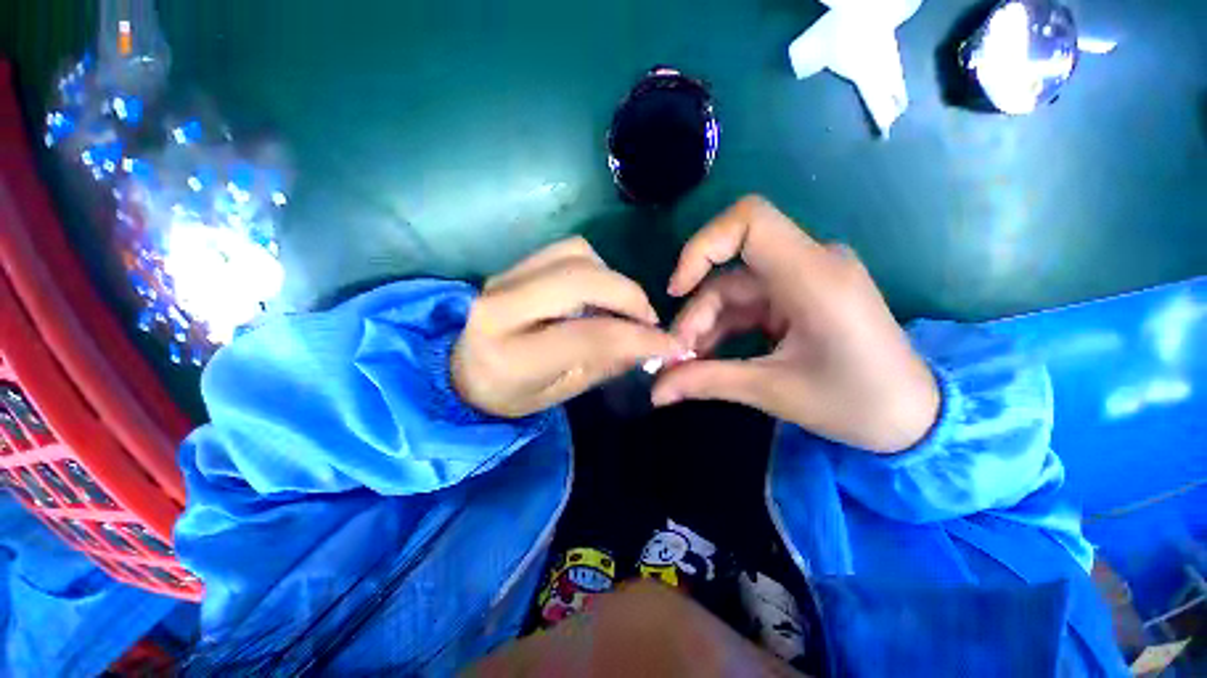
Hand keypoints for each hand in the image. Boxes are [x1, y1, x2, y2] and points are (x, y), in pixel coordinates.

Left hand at [453, 237, 683, 417]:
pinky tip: (599, 291)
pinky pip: (565, 250)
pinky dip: (594, 266)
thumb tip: (648, 344)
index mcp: (512, 356)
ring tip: (623, 305)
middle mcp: (502, 306)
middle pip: (581, 279)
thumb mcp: (559, 392)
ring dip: (612, 277)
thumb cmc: (509, 394)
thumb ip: (603, 365)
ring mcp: (504, 277)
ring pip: (576, 254)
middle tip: (647, 320)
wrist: (458, 369)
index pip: (588, 336)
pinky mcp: (512, 265)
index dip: (638, 337)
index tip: (671, 344)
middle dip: (628, 295)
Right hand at [653, 196, 938, 452]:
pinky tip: (708, 357)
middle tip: (675, 357)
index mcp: (813, 278)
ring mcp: (803, 280)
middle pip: (729, 272)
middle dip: (696, 314)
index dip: (701, 246)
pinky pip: (746, 304)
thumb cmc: (857, 404)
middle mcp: (809, 265)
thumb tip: (656, 391)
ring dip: (704, 326)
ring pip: (732, 290)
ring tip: (687, 365)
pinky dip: (722, 328)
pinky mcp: (798, 296)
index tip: (676, 290)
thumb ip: (707, 382)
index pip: (749, 221)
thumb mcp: (773, 391)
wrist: (914, 418)